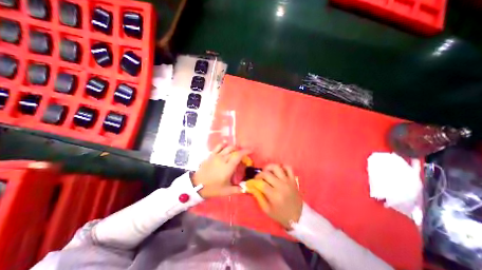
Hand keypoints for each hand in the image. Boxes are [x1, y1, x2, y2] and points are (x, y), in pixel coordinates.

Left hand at [194, 144, 252, 197]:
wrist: (196, 185)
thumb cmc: (213, 188)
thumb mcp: (226, 191)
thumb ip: (237, 189)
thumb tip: (246, 188)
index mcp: (228, 167)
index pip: (238, 155)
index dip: (246, 151)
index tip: (251, 150)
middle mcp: (223, 159)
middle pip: (234, 150)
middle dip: (240, 150)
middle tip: (243, 154)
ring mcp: (216, 156)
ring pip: (227, 147)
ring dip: (233, 147)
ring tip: (236, 151)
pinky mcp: (211, 155)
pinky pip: (218, 146)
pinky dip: (223, 145)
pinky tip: (225, 146)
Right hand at [252, 165, 299, 229]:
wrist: (298, 216)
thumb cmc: (281, 214)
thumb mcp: (267, 209)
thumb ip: (258, 197)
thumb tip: (251, 186)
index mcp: (274, 195)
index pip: (261, 183)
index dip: (254, 181)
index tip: (252, 182)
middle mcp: (281, 186)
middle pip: (267, 173)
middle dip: (259, 174)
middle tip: (258, 178)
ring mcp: (288, 181)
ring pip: (276, 167)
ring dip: (269, 168)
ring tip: (267, 172)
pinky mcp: (293, 179)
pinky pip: (288, 167)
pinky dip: (282, 166)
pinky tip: (278, 171)